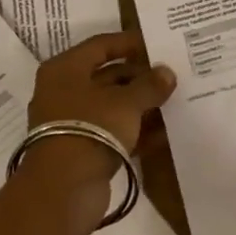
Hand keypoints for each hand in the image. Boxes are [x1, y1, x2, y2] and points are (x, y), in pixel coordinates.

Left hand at [19, 32, 175, 223]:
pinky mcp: (81, 149)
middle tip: (171, 76)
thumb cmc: (91, 129)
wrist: (62, 191)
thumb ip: (149, 85)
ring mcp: (71, 122)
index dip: (130, 43)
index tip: (157, 45)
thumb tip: (167, 73)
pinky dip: (134, 130)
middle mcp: (64, 91)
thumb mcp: (126, 102)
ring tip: (173, 101)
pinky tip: (163, 133)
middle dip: (140, 77)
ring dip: (140, 104)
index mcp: (66, 69)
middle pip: (107, 75)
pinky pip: (112, 131)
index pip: (101, 45)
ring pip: (111, 105)